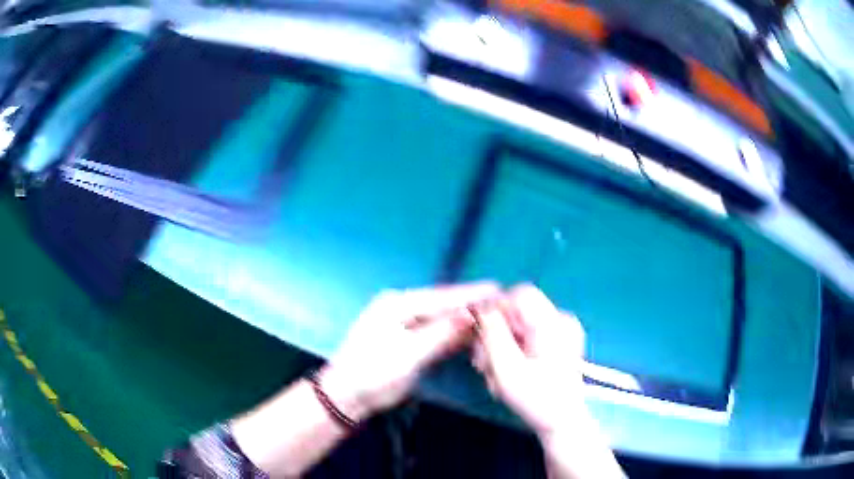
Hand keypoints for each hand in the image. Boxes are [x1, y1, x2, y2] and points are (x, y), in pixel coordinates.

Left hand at [322, 282, 498, 420]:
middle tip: (500, 302)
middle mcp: (400, 308)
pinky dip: (452, 334)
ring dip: (463, 319)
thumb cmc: (374, 373)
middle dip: (470, 304)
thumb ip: (441, 333)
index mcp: (397, 304)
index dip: (470, 294)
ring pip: (440, 318)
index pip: (442, 297)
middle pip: (443, 304)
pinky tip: (469, 333)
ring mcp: (402, 324)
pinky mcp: (406, 341)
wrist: (347, 395)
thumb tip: (470, 313)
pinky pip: (434, 332)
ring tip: (492, 315)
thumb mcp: (409, 354)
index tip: (497, 288)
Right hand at [471, 284, 586, 435]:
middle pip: (518, 311)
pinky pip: (527, 335)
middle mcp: (561, 321)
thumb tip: (479, 306)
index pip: (521, 294)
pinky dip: (512, 350)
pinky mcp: (558, 343)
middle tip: (482, 362)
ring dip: (500, 345)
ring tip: (493, 372)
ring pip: (518, 325)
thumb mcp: (507, 368)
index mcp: (555, 324)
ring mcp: (562, 332)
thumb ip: (492, 333)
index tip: (480, 334)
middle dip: (495, 334)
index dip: (496, 308)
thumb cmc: (536, 399)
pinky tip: (507, 371)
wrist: (561, 422)